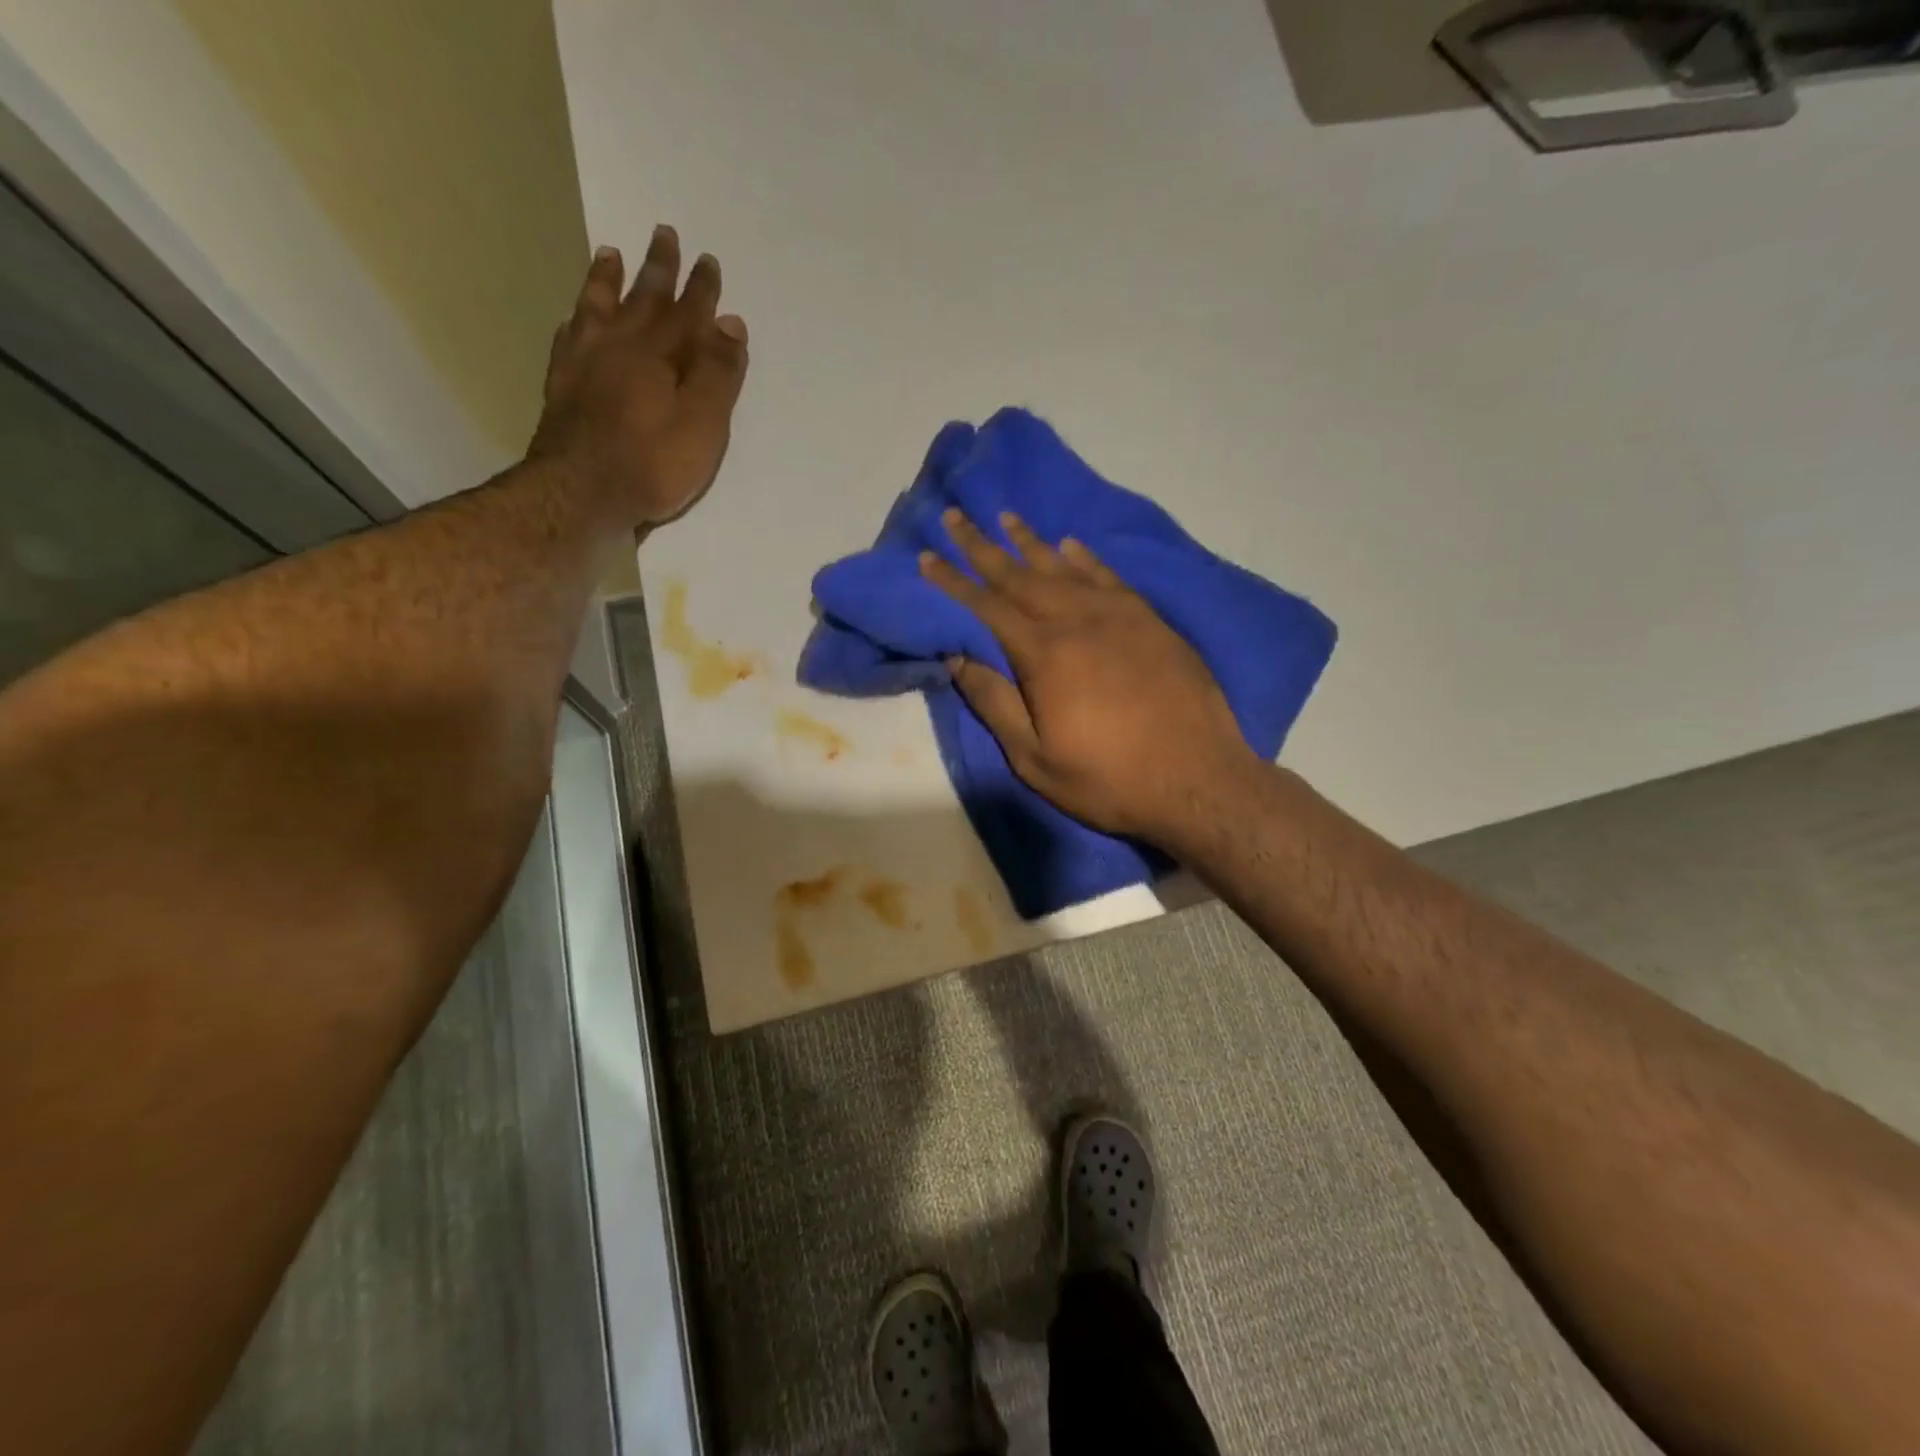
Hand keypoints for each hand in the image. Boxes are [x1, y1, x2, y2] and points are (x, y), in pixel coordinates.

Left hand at [529, 225, 749, 527]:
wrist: (582, 493)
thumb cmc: (653, 464)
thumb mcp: (703, 424)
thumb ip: (717, 374)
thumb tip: (730, 323)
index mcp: (659, 355)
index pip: (687, 313)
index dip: (701, 289)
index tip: (708, 261)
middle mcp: (620, 347)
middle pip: (643, 299)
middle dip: (658, 269)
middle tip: (664, 234)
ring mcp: (585, 363)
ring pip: (598, 308)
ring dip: (608, 281)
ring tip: (610, 254)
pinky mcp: (562, 386)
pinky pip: (569, 338)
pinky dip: (576, 320)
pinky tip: (575, 317)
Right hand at [921, 509, 1258, 844]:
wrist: (1198, 780)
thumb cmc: (1108, 779)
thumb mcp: (1034, 758)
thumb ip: (995, 702)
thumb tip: (957, 656)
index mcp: (1044, 654)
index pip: (986, 606)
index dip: (952, 580)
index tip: (927, 555)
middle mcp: (1078, 621)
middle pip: (1020, 575)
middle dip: (982, 546)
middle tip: (955, 516)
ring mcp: (1120, 616)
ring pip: (1064, 567)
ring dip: (1030, 542)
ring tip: (1005, 517)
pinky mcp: (1151, 621)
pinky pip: (1109, 577)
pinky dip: (1084, 557)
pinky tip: (1070, 545)